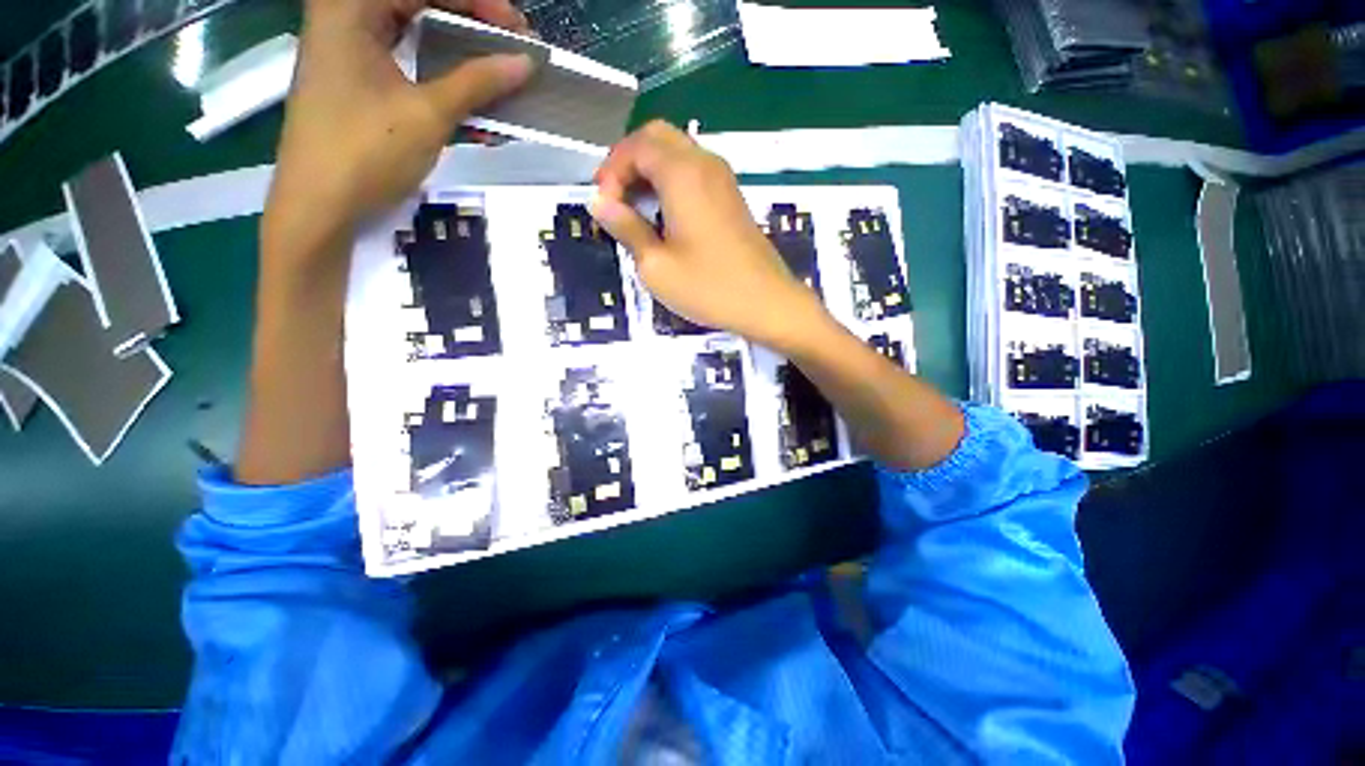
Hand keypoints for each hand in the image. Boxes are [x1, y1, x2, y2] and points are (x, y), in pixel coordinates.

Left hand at [262, 0, 534, 271]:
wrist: (319, 205)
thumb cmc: (365, 153)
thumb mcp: (427, 114)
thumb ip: (476, 82)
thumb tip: (524, 63)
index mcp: (350, 7)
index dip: (479, 3)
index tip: (519, 33)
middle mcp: (346, 15)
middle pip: (420, 3)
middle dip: (471, 24)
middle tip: (511, 51)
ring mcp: (350, 48)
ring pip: (416, 32)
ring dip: (460, 55)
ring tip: (498, 78)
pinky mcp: (357, 78)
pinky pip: (408, 62)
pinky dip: (441, 78)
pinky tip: (473, 105)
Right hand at [590, 121, 826, 350]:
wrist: (767, 303)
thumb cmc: (709, 288)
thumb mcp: (656, 266)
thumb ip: (626, 228)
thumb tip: (599, 202)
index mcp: (683, 174)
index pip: (636, 145)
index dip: (611, 170)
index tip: (603, 206)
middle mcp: (705, 164)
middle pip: (657, 137)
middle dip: (628, 162)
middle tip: (615, 199)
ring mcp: (723, 179)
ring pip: (677, 152)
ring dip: (649, 171)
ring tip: (634, 210)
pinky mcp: (732, 197)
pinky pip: (694, 172)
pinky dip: (671, 181)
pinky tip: (663, 216)